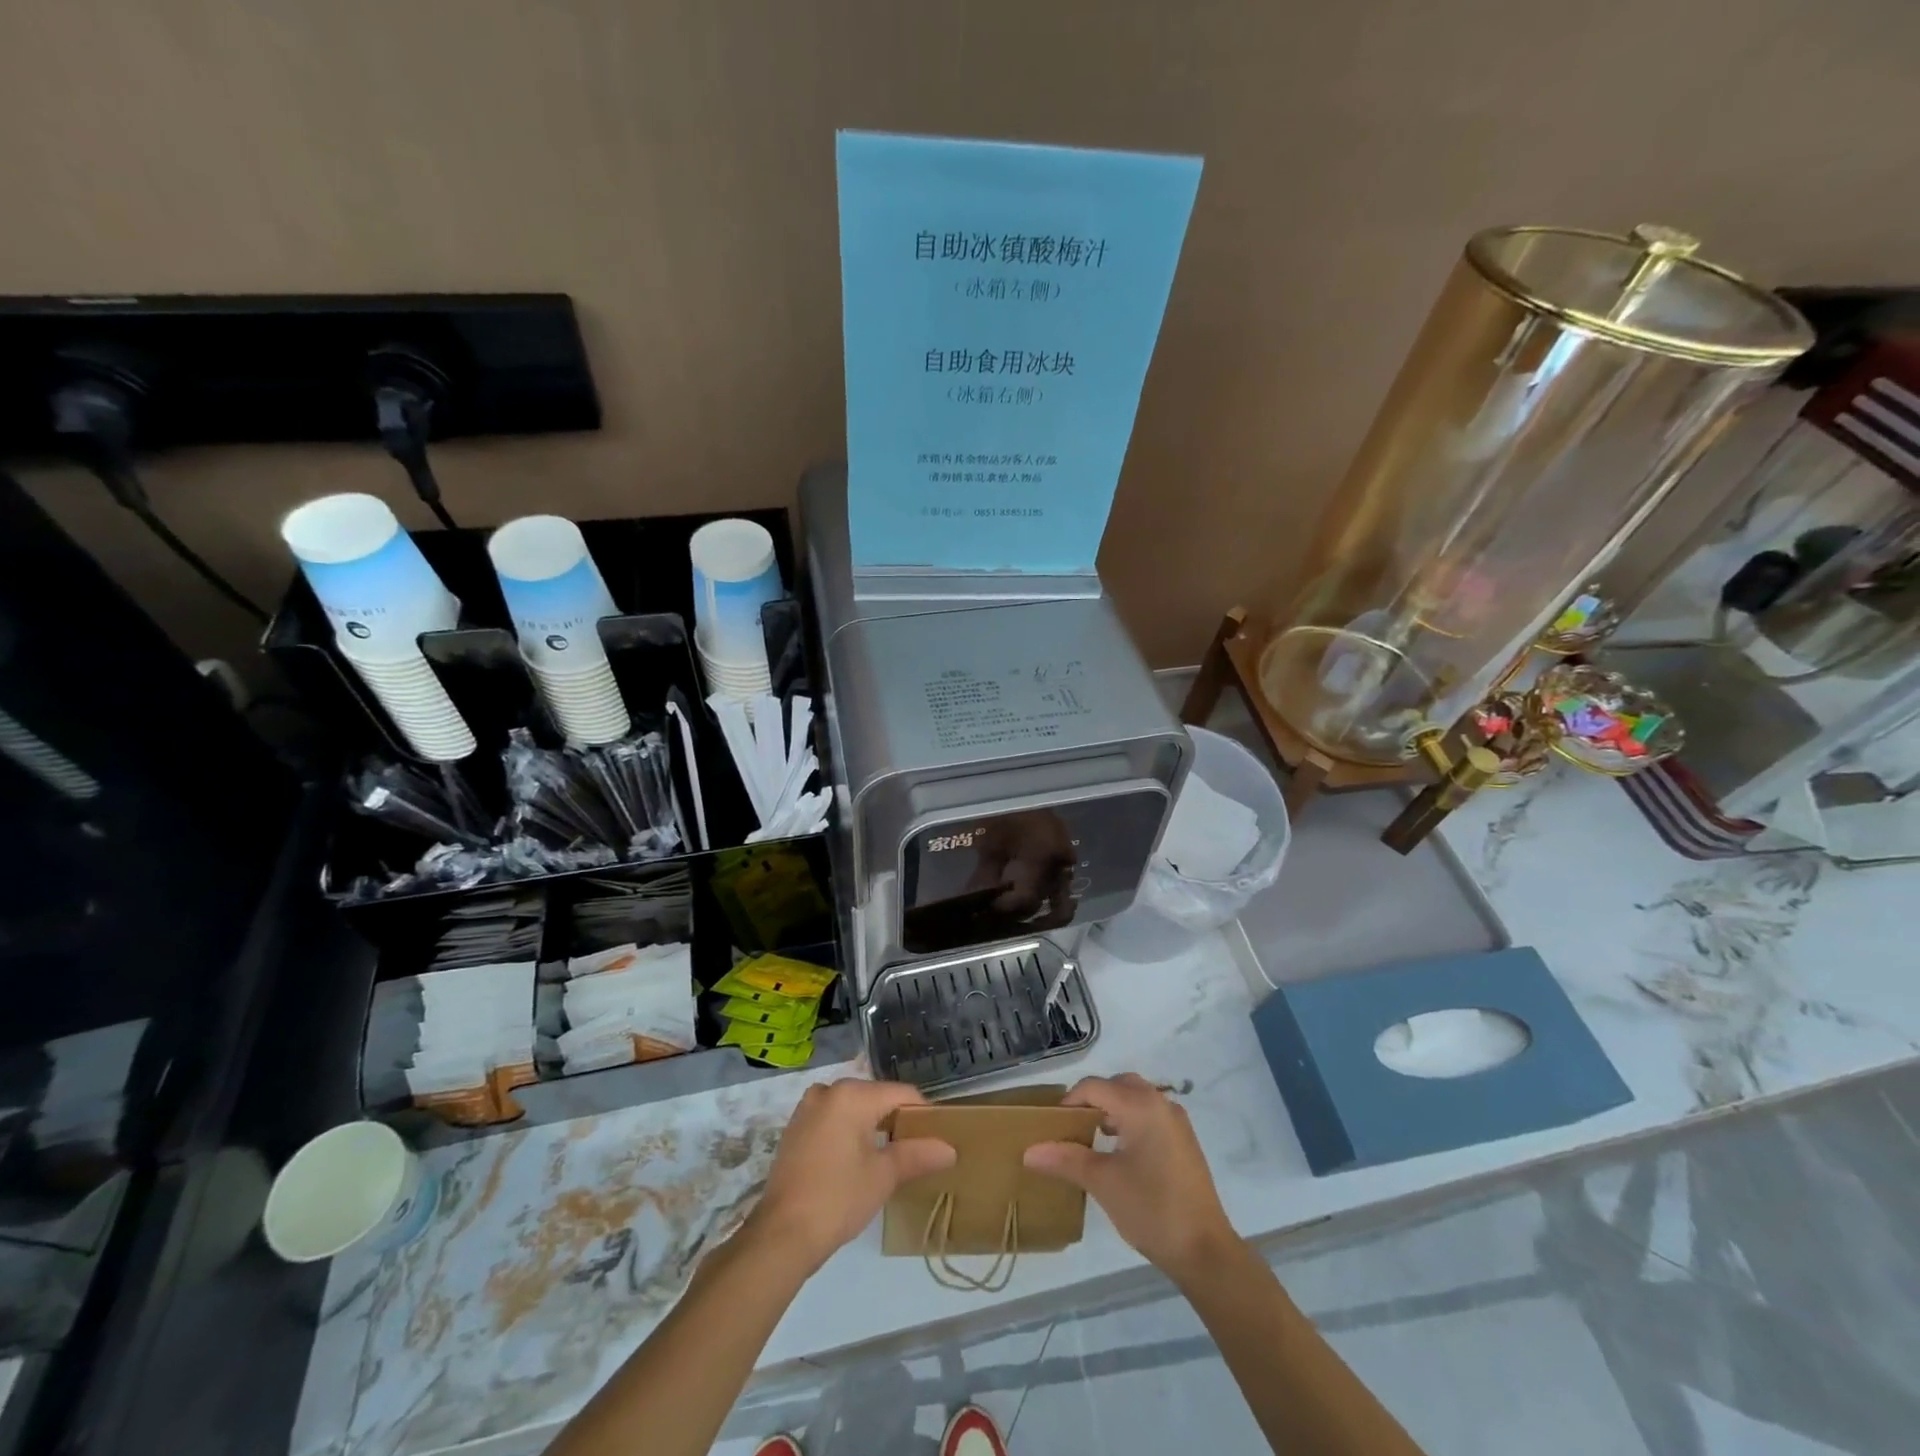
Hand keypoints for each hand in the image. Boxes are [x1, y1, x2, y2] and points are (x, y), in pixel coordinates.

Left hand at [747, 1079, 955, 1270]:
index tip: (936, 1139)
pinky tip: (857, 1161)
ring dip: (872, 1126)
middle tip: (915, 1151)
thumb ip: (918, 1155)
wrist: (780, 1236)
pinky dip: (849, 1132)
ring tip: (890, 1157)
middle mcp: (828, 1091)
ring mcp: (807, 1109)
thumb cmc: (837, 1199)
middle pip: (876, 1098)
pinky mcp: (795, 1129)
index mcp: (852, 1094)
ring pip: (853, 1108)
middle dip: (897, 1121)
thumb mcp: (883, 1176)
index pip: (901, 1094)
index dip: (923, 1114)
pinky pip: (833, 1120)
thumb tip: (950, 1149)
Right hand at [1023, 1073, 1238, 1281]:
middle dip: (1093, 1099)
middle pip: (1118, 1085)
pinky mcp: (1185, 1141)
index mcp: (1140, 1105)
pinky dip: (1131, 1121)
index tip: (1053, 1126)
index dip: (1070, 1101)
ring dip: (1113, 1109)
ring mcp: (1176, 1121)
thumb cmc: (1151, 1209)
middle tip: (1074, 1126)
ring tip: (1094, 1138)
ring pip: (1137, 1098)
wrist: (1205, 1251)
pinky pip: (1151, 1115)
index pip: (1095, 1087)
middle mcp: (1160, 1103)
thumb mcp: (1103, 1183)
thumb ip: (1066, 1159)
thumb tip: (1029, 1151)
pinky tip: (1121, 1152)